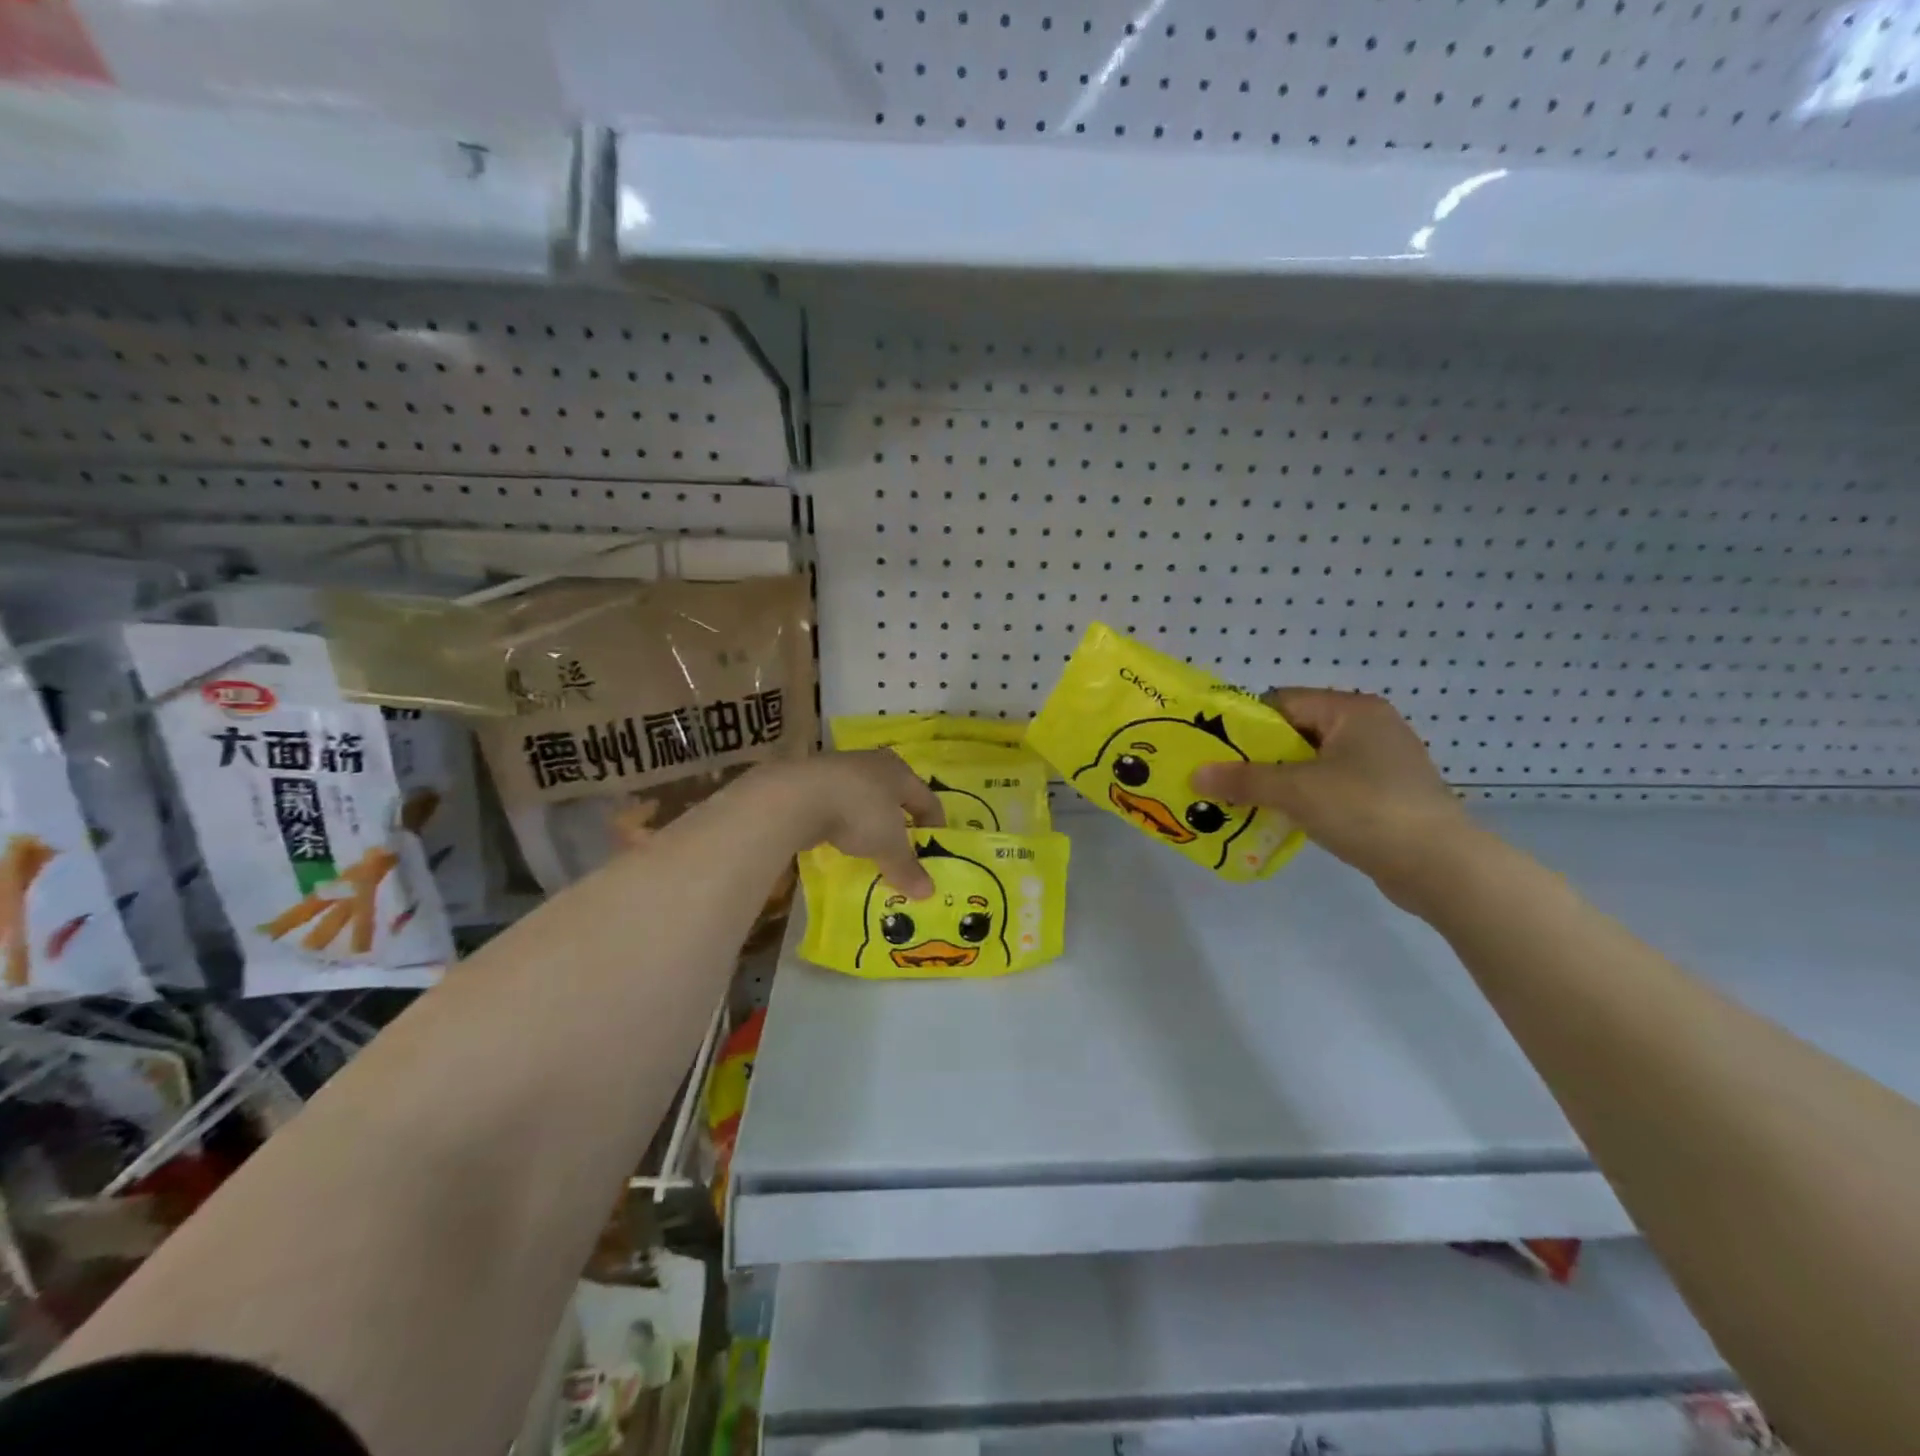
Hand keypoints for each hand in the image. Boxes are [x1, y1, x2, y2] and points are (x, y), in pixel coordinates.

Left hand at [773, 750, 944, 897]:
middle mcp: (873, 763)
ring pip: (865, 797)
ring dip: (870, 820)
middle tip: (904, 848)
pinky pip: (839, 803)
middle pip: (896, 795)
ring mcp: (841, 769)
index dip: (935, 825)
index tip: (935, 849)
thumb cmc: (857, 812)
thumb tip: (928, 893)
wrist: (796, 796)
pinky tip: (838, 838)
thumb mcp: (888, 845)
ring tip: (870, 846)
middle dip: (901, 821)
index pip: (927, 799)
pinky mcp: (813, 780)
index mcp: (900, 772)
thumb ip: (907, 867)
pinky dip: (843, 821)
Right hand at [1190, 689, 1472, 900]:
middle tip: (1220, 776)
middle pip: (1295, 732)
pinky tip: (1278, 818)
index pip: (1283, 702)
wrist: (1440, 867)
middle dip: (1256, 756)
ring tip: (1240, 799)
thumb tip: (1196, 774)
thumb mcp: (1296, 791)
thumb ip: (1243, 780)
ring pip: (1312, 763)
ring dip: (1277, 781)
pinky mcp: (1385, 796)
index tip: (1211, 746)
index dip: (1244, 722)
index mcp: (1352, 711)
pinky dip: (1303, 799)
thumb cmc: (1366, 809)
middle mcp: (1369, 728)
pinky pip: (1330, 787)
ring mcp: (1381, 763)